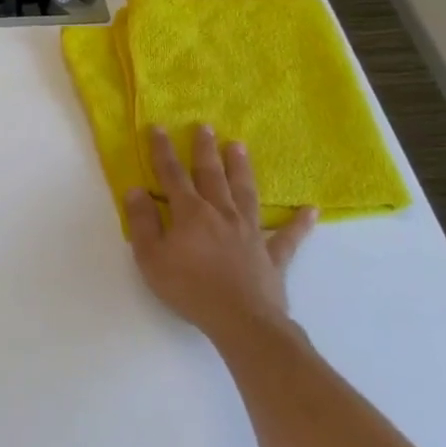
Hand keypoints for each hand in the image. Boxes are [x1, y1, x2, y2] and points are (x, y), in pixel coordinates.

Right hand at [125, 125, 317, 347]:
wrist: (240, 320)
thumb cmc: (188, 288)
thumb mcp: (150, 257)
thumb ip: (141, 222)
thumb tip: (135, 190)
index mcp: (190, 213)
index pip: (172, 175)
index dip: (162, 151)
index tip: (158, 128)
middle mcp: (221, 214)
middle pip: (212, 175)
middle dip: (205, 150)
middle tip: (205, 126)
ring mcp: (250, 232)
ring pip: (245, 193)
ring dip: (241, 169)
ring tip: (239, 147)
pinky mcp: (272, 255)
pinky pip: (287, 236)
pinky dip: (299, 223)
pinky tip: (310, 210)